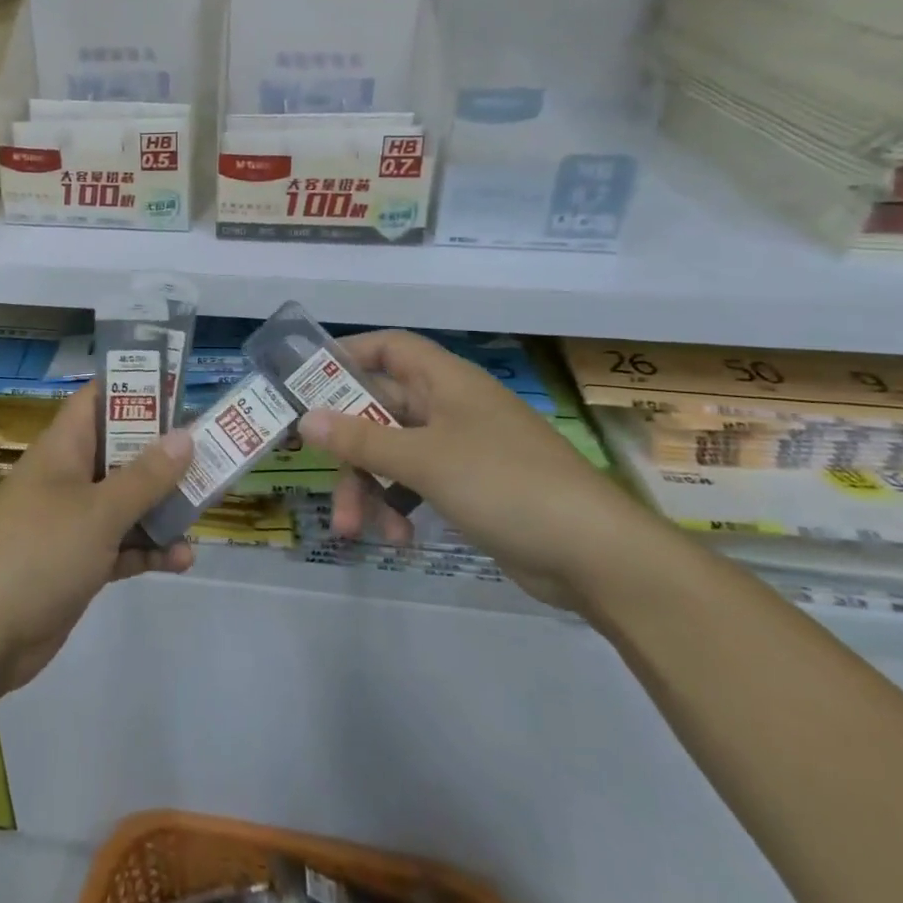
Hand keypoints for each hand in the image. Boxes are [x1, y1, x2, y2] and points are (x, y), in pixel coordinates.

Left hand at [0, 385, 194, 697]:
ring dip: (162, 506)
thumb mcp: (98, 511)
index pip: (97, 401)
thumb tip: (184, 436)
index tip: (180, 391)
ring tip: (205, 508)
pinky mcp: (78, 562)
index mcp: (62, 449)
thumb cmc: (39, 553)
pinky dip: (148, 549)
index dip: (135, 390)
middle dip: (163, 454)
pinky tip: (182, 560)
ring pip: (126, 501)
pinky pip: (121, 545)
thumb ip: (145, 476)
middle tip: (212, 455)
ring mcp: (72, 521)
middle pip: (121, 452)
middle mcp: (68, 478)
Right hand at [298, 331, 664, 613]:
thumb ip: (361, 440)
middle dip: (348, 446)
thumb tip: (306, 419)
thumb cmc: (506, 484)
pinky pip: (414, 485)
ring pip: (391, 454)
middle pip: (379, 410)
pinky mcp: (467, 488)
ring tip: (353, 529)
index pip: (389, 347)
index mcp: (445, 381)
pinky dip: (398, 507)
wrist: (596, 555)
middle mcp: (449, 407)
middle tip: (316, 471)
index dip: (347, 355)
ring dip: (367, 488)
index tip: (307, 380)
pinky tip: (398, 539)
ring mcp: (459, 449)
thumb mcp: (425, 460)